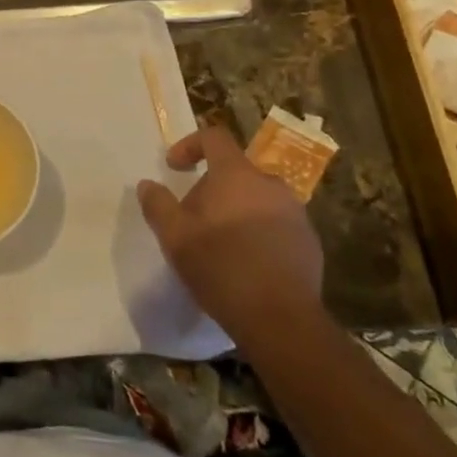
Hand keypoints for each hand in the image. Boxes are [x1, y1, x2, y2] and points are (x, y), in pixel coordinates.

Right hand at [136, 124, 325, 344]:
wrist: (281, 320)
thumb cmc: (221, 268)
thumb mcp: (174, 236)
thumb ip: (157, 204)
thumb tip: (147, 184)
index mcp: (237, 175)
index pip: (214, 137)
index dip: (190, 144)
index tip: (174, 167)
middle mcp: (270, 184)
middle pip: (235, 170)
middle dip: (211, 186)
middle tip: (192, 216)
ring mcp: (295, 213)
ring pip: (257, 197)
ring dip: (236, 209)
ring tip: (219, 241)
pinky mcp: (310, 241)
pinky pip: (276, 222)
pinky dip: (258, 230)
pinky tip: (245, 261)